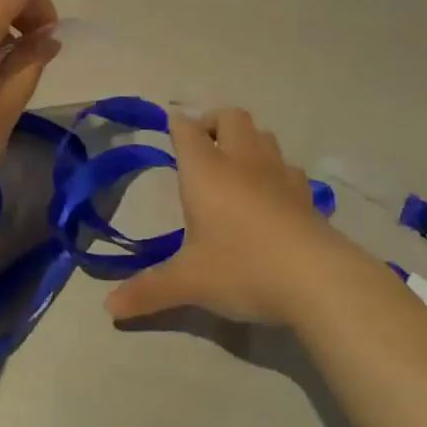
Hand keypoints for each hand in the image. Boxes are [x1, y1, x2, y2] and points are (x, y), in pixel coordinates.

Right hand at [104, 107, 355, 325]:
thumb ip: (148, 291)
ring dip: (246, 141)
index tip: (170, 126)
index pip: (187, 130)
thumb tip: (109, 309)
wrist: (316, 278)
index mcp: (207, 171)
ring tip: (235, 166)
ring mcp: (279, 174)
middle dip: (213, 122)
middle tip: (202, 146)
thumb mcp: (189, 282)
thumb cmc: (242, 268)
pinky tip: (271, 195)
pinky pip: (287, 167)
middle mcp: (242, 161)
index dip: (177, 124)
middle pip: (230, 117)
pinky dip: (275, 170)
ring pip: (263, 135)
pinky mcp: (306, 194)